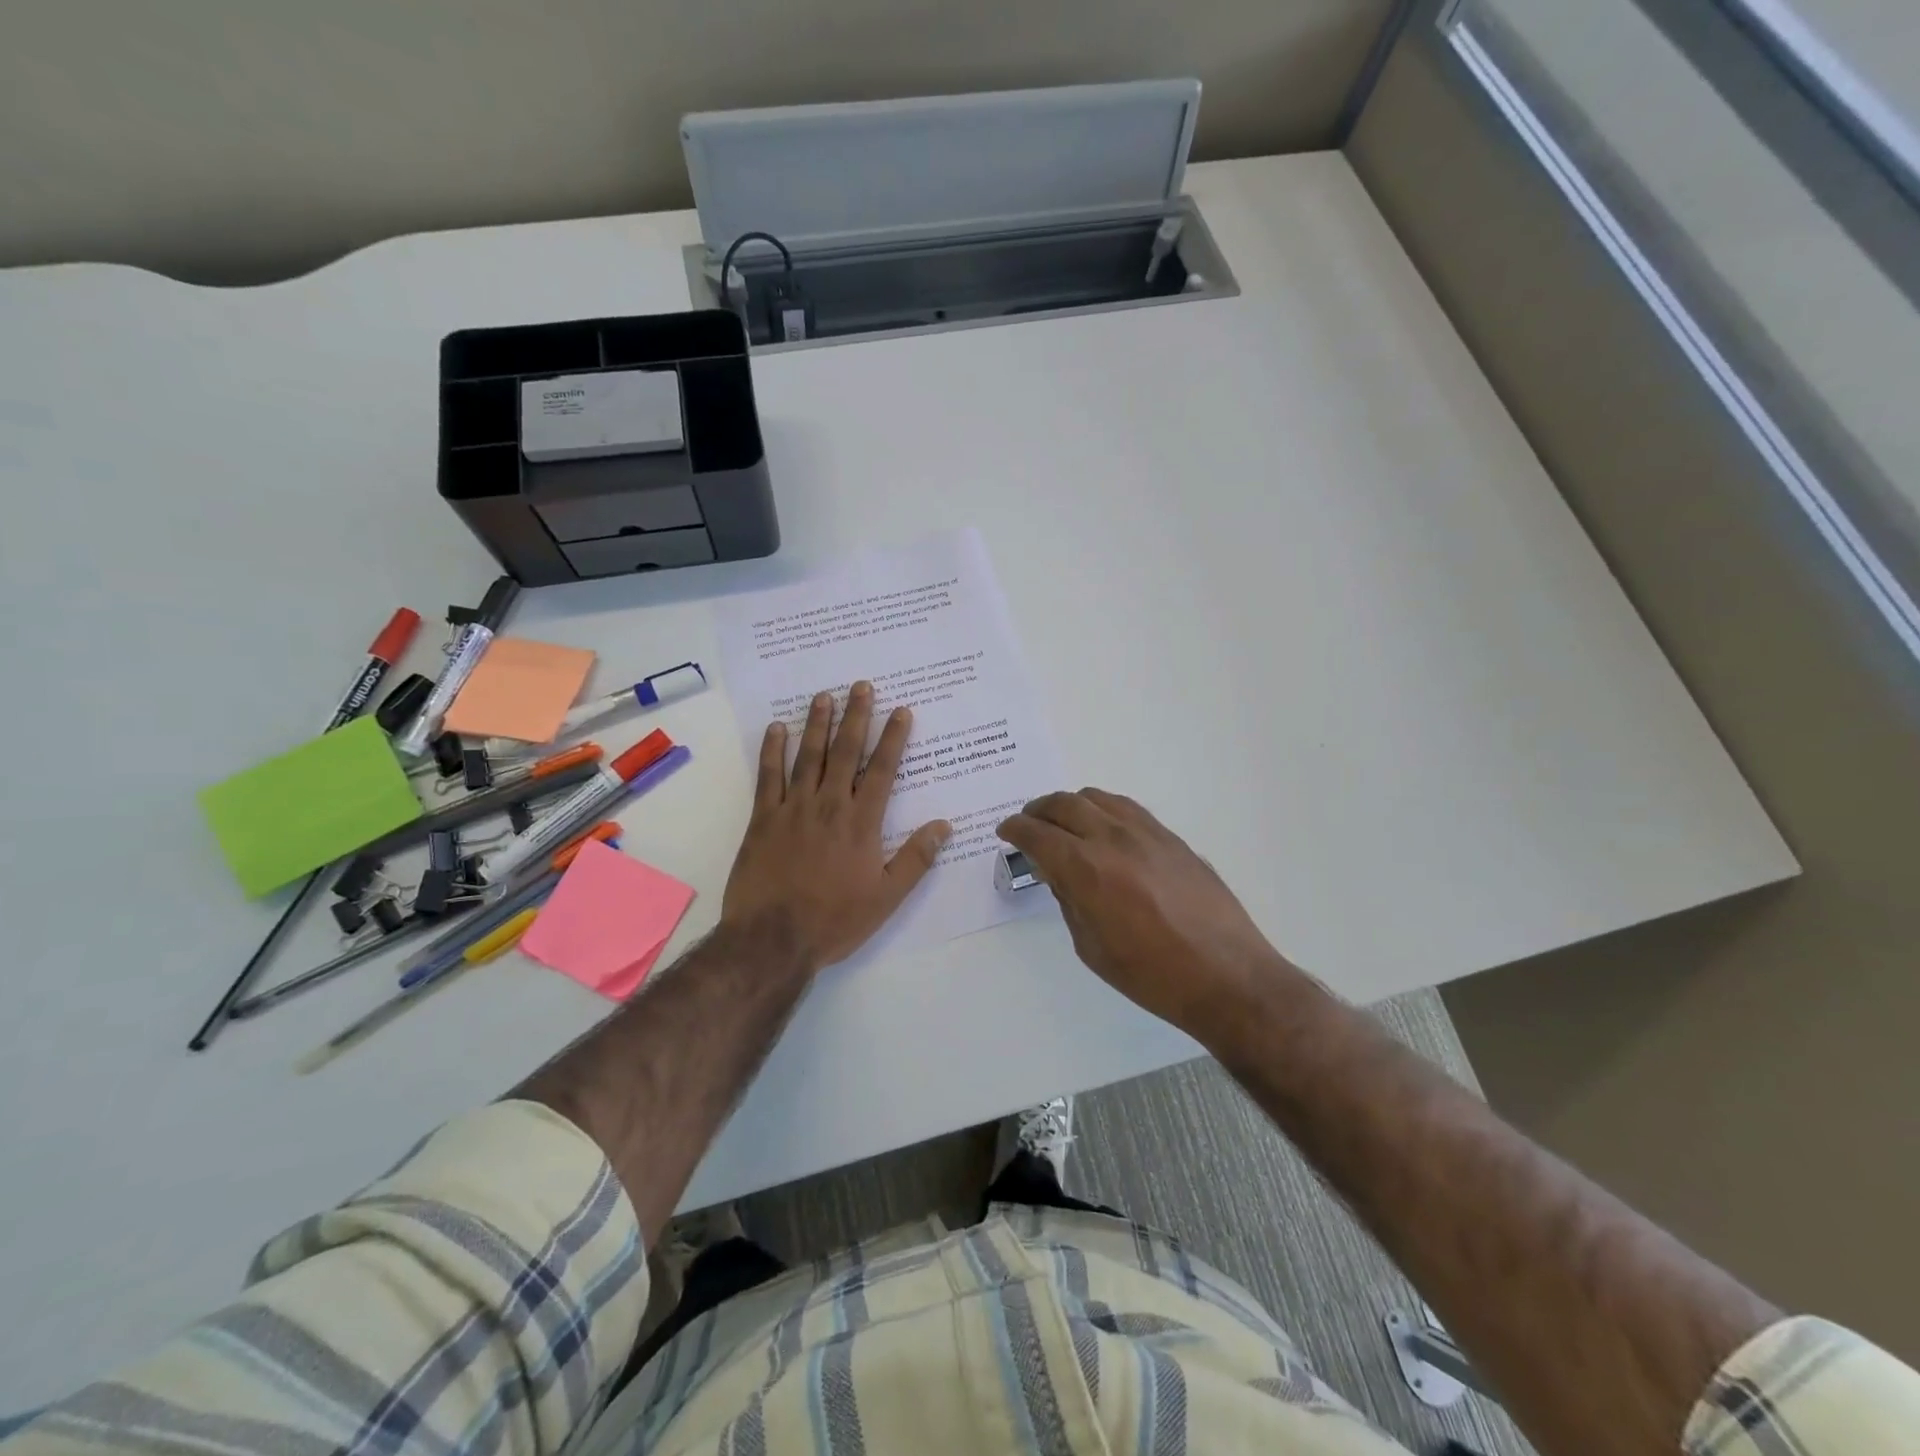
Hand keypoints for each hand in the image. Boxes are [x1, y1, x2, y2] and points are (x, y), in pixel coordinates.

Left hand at [722, 681, 951, 970]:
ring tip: (824, 696)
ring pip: (808, 756)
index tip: (900, 710)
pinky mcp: (763, 819)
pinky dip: (773, 750)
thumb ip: (916, 858)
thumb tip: (943, 825)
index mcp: (862, 822)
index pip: (883, 770)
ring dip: (817, 723)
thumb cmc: (835, 919)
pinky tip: (777, 729)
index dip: (893, 738)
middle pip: (845, 752)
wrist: (773, 939)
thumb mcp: (887, 897)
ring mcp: (793, 808)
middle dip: (856, 717)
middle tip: (861, 686)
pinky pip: (768, 776)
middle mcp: (829, 805)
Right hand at [998, 789, 1291, 1035]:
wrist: (1225, 974)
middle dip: (1038, 811)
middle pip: (1064, 804)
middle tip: (1028, 824)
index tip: (1005, 832)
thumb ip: (1068, 900)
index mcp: (1085, 869)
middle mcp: (1112, 838)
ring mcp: (1146, 833)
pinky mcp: (1171, 837)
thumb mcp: (1091, 946)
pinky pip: (1127, 808)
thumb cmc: (1150, 974)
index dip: (1015, 829)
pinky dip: (1103, 809)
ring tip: (1063, 822)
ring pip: (1097, 798)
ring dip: (1070, 804)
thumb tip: (1057, 873)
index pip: (1037, 834)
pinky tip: (1103, 828)